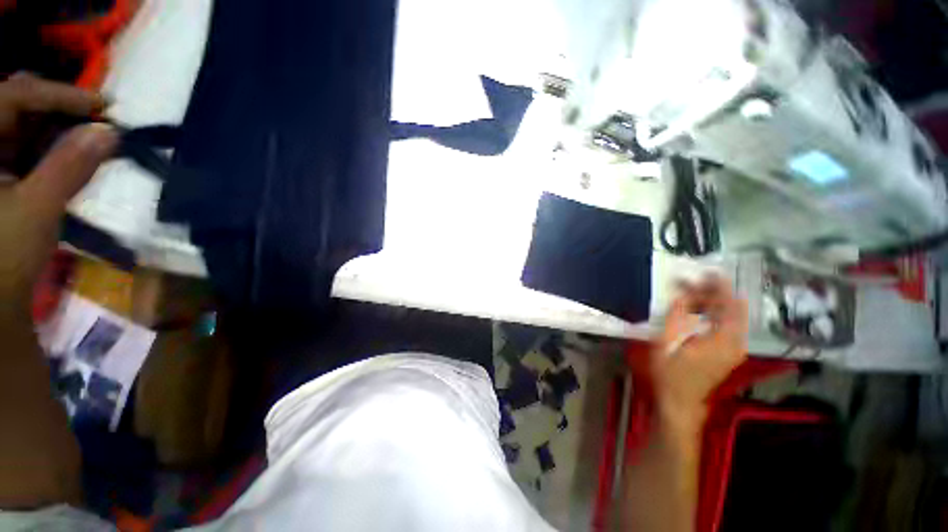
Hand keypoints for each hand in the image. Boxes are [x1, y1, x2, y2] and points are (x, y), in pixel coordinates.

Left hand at [0, 73, 116, 312]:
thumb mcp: (37, 210)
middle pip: (18, 107)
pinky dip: (51, 149)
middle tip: (101, 121)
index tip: (103, 105)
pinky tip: (73, 156)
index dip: (58, 93)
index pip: (14, 95)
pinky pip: (24, 150)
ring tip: (94, 139)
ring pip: (24, 128)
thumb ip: (70, 166)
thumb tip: (110, 133)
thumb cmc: (3, 258)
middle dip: (60, 110)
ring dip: (59, 131)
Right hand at [652, 276, 747, 431]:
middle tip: (692, 282)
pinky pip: (727, 325)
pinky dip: (715, 313)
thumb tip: (684, 294)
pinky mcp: (728, 352)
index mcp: (723, 340)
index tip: (707, 271)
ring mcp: (733, 348)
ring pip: (731, 316)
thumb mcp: (666, 343)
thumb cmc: (670, 373)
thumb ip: (677, 317)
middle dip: (715, 292)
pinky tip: (698, 309)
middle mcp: (735, 342)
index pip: (729, 305)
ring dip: (714, 302)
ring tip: (692, 292)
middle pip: (733, 309)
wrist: (680, 402)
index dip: (719, 286)